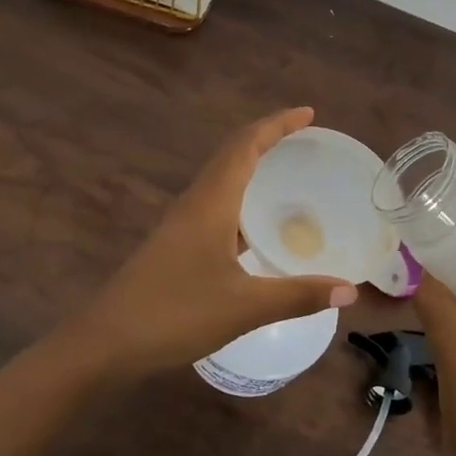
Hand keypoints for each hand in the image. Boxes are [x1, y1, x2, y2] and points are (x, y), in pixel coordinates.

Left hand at [62, 107, 359, 378]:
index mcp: (210, 203)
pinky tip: (259, 230)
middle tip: (305, 140)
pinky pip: (215, 206)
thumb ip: (298, 295)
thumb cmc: (175, 314)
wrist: (106, 342)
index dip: (276, 125)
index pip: (245, 145)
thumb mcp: (244, 307)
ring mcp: (181, 224)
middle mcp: (194, 203)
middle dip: (268, 140)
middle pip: (232, 155)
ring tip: (289, 177)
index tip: (308, 114)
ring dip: (253, 168)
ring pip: (221, 180)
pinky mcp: (175, 245)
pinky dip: (242, 201)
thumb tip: (350, 291)